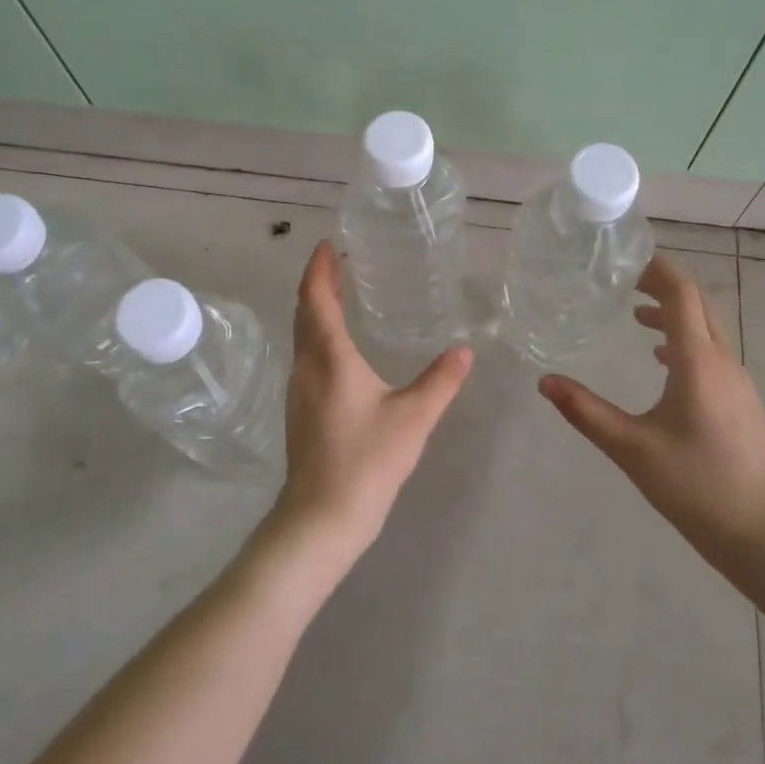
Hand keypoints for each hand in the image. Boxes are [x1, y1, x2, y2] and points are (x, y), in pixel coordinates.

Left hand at [270, 241, 472, 566]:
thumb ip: (440, 381)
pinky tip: (339, 349)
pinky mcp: (300, 411)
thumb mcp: (413, 418)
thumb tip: (465, 352)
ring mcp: (299, 390)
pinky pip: (306, 357)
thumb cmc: (366, 460)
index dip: (319, 268)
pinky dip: (318, 336)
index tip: (327, 244)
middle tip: (338, 262)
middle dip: (319, 284)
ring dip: (316, 310)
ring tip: (340, 295)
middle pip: (305, 313)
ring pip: (303, 336)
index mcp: (329, 357)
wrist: (320, 519)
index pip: (316, 298)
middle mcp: (306, 366)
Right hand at [538, 254, 764, 583]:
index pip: (681, 294)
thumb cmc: (697, 486)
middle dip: (661, 286)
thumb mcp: (632, 448)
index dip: (656, 270)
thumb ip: (586, 411)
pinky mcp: (741, 400)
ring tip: (634, 315)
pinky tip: (661, 361)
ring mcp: (737, 380)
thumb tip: (544, 381)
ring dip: (672, 314)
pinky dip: (684, 340)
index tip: (624, 262)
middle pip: (696, 304)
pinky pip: (711, 351)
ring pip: (705, 328)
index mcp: (698, 361)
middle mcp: (722, 360)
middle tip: (622, 282)